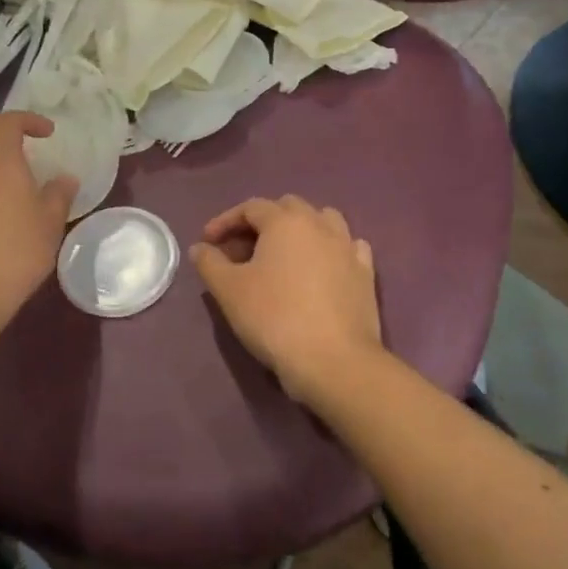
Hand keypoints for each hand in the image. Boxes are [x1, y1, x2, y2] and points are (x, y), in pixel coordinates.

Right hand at [190, 196, 386, 403]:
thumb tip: (201, 248)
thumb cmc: (274, 318)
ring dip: (299, 230)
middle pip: (287, 208)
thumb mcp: (229, 291)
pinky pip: (348, 247)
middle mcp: (319, 224)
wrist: (334, 361)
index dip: (225, 221)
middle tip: (241, 251)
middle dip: (261, 223)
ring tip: (282, 255)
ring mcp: (348, 247)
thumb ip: (210, 263)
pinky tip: (322, 267)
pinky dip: (330, 249)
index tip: (207, 242)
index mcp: (285, 221)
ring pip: (323, 220)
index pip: (250, 207)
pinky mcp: (366, 274)